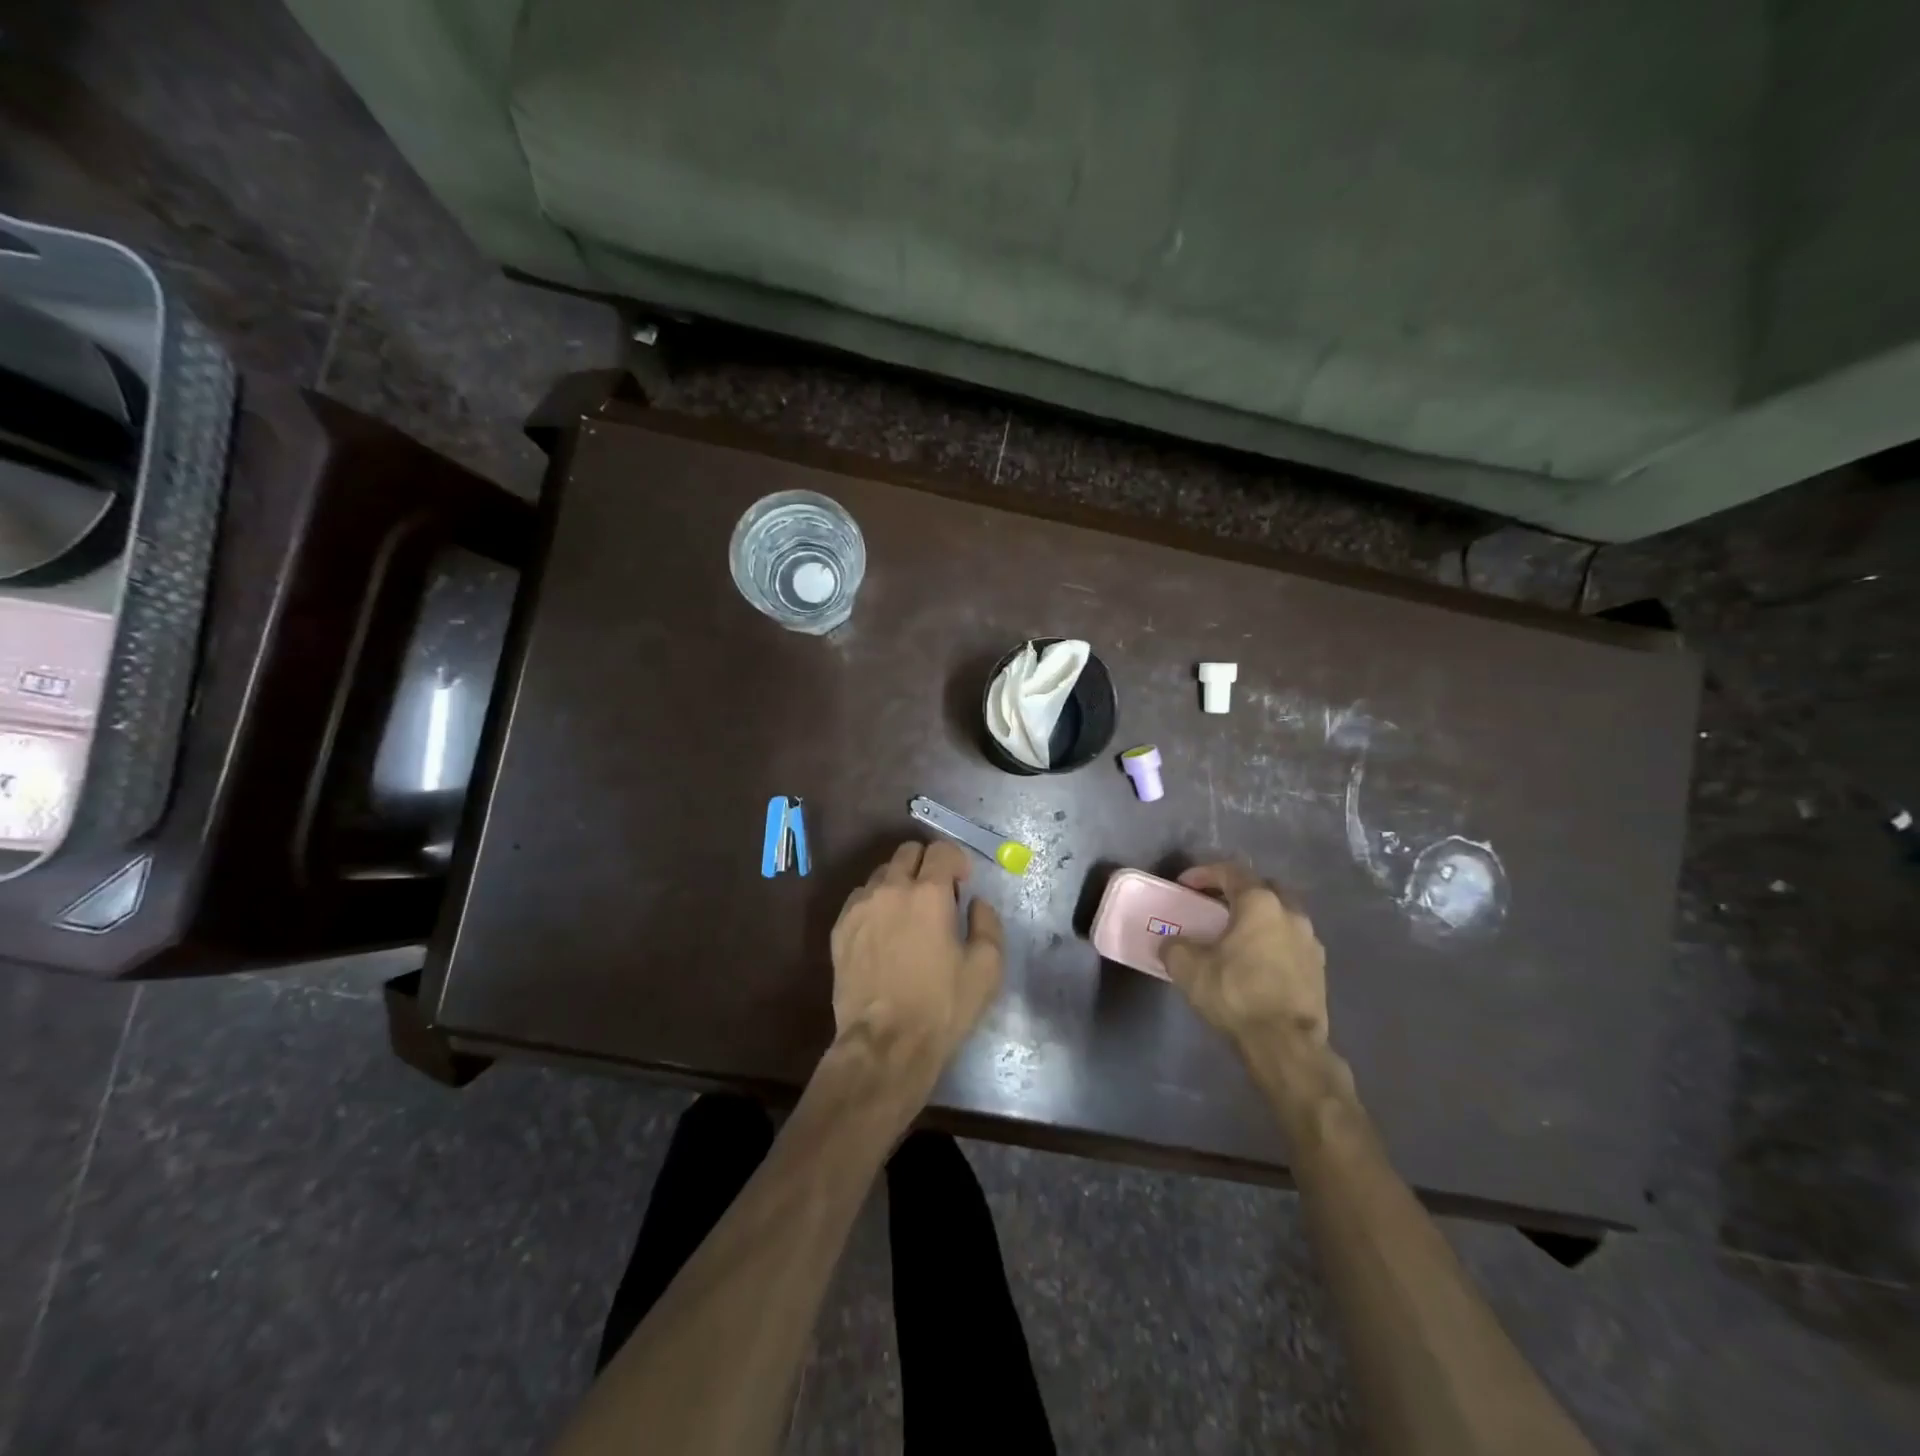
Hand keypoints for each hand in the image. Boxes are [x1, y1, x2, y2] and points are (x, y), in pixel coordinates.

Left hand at [830, 840, 1003, 1070]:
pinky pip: (860, 899)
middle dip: (926, 864)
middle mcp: (890, 889)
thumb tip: (976, 903)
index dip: (956, 860)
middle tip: (937, 894)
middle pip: (907, 852)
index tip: (962, 882)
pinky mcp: (840, 929)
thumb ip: (987, 924)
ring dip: (899, 882)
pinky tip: (883, 931)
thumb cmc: (941, 1006)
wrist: (884, 1044)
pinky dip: (875, 903)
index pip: (941, 850)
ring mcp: (860, 907)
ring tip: (907, 913)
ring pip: (881, 874)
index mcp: (928, 893)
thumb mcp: (986, 968)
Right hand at [1161, 863, 1327, 1046]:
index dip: (1204, 874)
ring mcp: (1310, 942)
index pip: (1231, 872)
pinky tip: (1256, 963)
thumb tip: (1171, 944)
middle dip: (1238, 892)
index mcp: (1260, 903)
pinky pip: (1290, 943)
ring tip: (1236, 937)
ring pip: (1281, 917)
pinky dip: (1272, 944)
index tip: (1185, 885)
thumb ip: (1176, 947)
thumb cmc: (1236, 993)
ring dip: (1258, 920)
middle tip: (1215, 906)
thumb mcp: (1189, 968)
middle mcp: (1291, 913)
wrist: (1286, 1044)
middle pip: (1262, 889)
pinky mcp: (1319, 970)